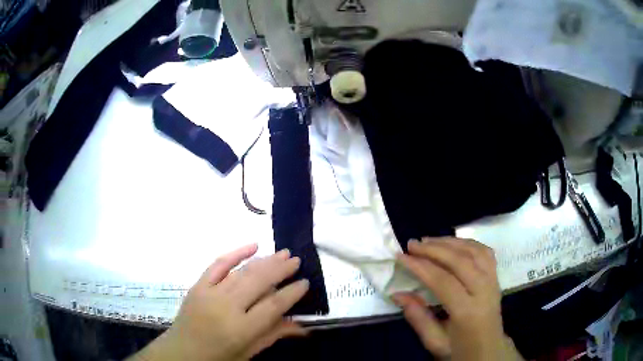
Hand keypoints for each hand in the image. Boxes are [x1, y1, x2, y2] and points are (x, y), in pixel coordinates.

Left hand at [130, 244, 309, 360]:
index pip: (273, 306)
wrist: (181, 352)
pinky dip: (235, 253)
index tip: (305, 282)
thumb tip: (302, 326)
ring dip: (264, 261)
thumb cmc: (218, 358)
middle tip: (296, 260)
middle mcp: (226, 307)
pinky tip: (252, 246)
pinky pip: (217, 264)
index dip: (291, 293)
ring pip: (242, 272)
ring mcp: (210, 293)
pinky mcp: (198, 285)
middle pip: (258, 282)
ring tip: (282, 253)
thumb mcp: (248, 353)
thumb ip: (273, 336)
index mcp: (241, 329)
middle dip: (280, 269)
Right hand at [393, 237, 522, 360]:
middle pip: (460, 261)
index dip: (421, 267)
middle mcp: (484, 291)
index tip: (401, 257)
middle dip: (434, 249)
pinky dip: (467, 243)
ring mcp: (493, 281)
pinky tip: (452, 243)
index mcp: (468, 312)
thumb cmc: (460, 350)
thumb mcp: (435, 342)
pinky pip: (484, 252)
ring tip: (428, 241)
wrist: (489, 351)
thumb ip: (418, 317)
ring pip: (473, 251)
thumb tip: (397, 294)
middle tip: (412, 244)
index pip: (443, 281)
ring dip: (449, 242)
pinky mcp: (496, 277)